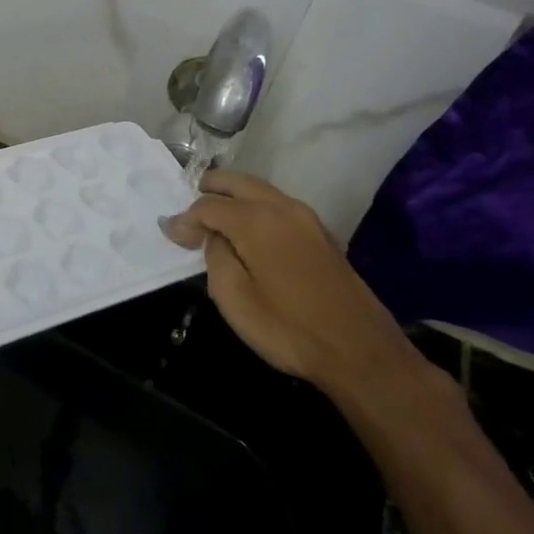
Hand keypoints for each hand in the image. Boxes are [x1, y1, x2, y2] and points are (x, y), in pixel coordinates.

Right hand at [162, 170, 416, 399]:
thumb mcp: (234, 298)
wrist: (361, 352)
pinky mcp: (322, 234)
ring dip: (234, 195)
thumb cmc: (289, 328)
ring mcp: (307, 218)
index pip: (208, 205)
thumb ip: (216, 256)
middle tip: (190, 208)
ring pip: (260, 189)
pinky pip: (278, 205)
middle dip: (209, 189)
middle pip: (237, 181)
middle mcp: (282, 207)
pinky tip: (248, 230)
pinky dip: (255, 206)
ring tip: (215, 217)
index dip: (185, 219)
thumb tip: (214, 237)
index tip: (171, 236)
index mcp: (257, 220)